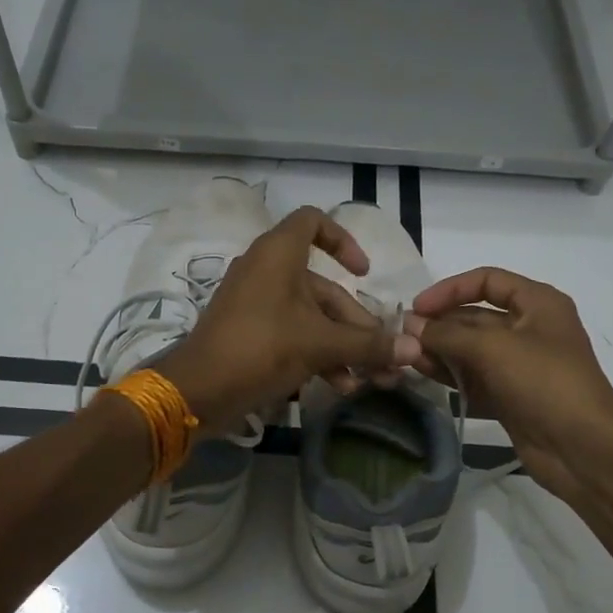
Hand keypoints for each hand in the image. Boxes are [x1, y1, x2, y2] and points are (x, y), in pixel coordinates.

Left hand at [162, 206, 422, 436]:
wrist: (198, 390)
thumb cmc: (261, 347)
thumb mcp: (320, 344)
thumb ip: (368, 344)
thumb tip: (414, 349)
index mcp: (278, 254)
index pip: (313, 221)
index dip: (342, 240)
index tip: (363, 272)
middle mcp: (267, 271)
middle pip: (323, 287)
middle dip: (357, 324)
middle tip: (384, 356)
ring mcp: (256, 304)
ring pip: (311, 316)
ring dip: (342, 346)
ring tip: (369, 379)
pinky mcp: (250, 333)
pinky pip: (293, 333)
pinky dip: (317, 354)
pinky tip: (340, 386)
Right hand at [406, 267, 612, 500]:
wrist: (584, 450)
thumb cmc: (544, 383)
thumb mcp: (493, 348)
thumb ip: (448, 334)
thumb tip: (410, 324)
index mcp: (538, 304)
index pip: (487, 281)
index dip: (450, 289)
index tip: (418, 307)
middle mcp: (530, 329)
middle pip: (475, 316)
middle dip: (440, 325)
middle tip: (402, 337)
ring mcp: (520, 365)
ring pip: (471, 349)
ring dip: (440, 351)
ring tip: (407, 357)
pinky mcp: (511, 396)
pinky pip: (475, 378)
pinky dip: (451, 376)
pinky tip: (423, 375)